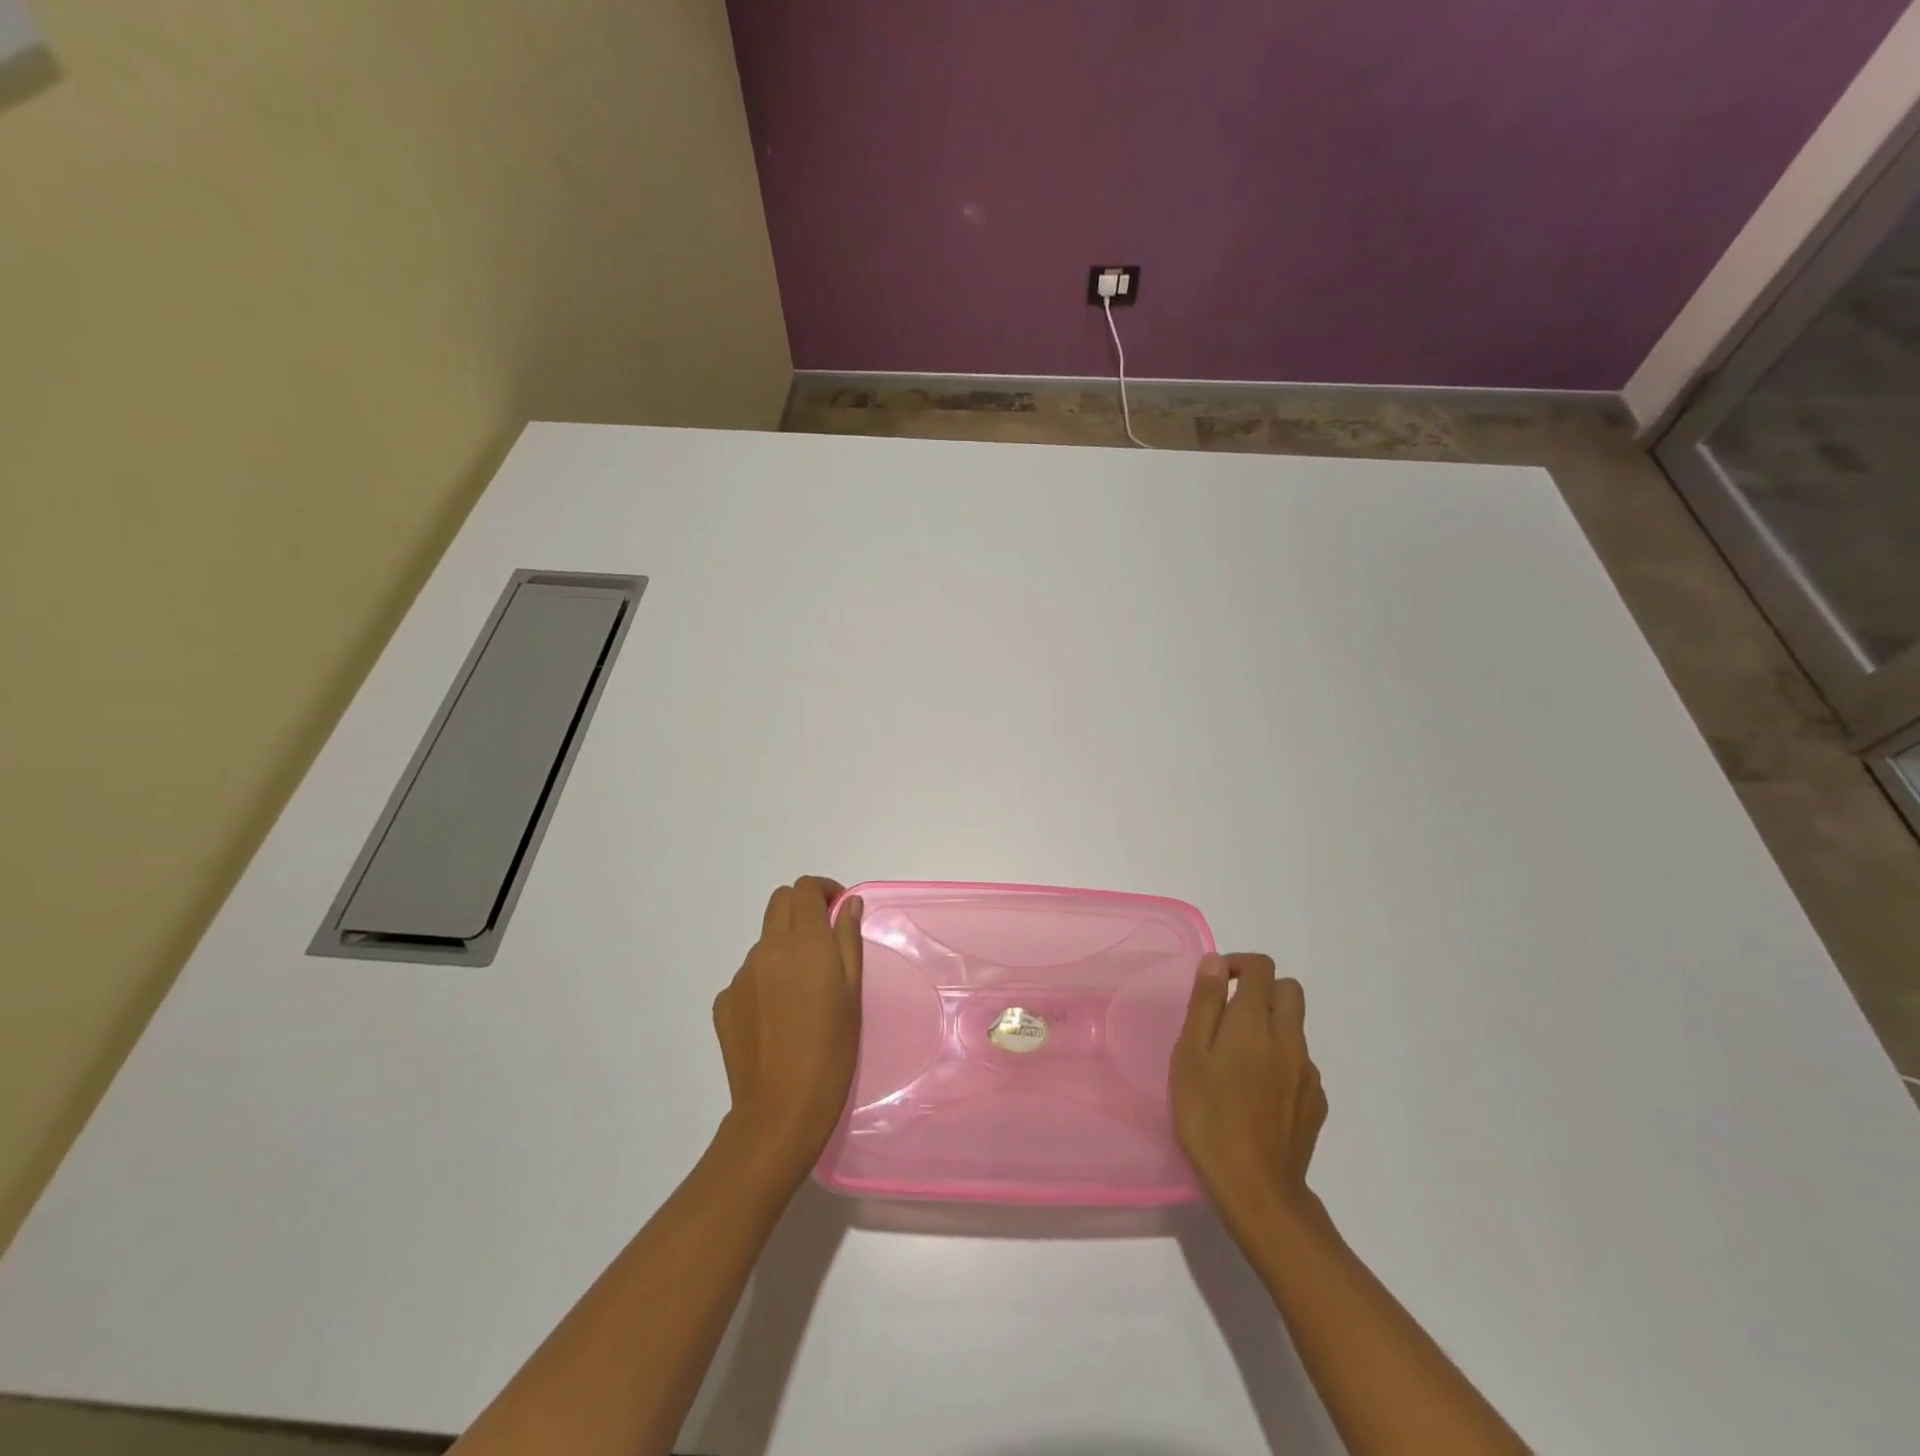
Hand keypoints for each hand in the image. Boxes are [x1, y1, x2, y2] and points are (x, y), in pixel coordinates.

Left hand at [711, 877, 864, 1176]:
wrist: (782, 1109)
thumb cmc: (832, 1049)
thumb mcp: (852, 992)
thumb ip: (849, 939)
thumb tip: (849, 905)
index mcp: (803, 942)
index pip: (804, 889)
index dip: (823, 890)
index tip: (839, 910)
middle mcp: (767, 949)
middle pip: (780, 903)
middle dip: (802, 908)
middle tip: (823, 938)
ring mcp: (741, 975)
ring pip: (765, 941)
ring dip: (785, 946)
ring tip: (803, 990)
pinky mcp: (724, 1002)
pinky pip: (748, 975)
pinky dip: (766, 979)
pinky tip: (778, 1016)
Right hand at [1170, 953, 1327, 1226]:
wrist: (1255, 1188)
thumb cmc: (1208, 1115)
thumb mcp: (1190, 1054)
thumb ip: (1205, 1003)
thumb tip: (1216, 962)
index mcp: (1254, 1020)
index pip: (1261, 967)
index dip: (1238, 964)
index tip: (1215, 984)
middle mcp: (1288, 1037)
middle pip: (1289, 990)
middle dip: (1262, 989)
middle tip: (1229, 1014)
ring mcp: (1307, 1071)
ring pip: (1296, 1027)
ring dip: (1271, 1026)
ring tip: (1238, 1059)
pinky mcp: (1316, 1102)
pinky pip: (1300, 1064)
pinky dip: (1281, 1062)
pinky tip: (1257, 1092)